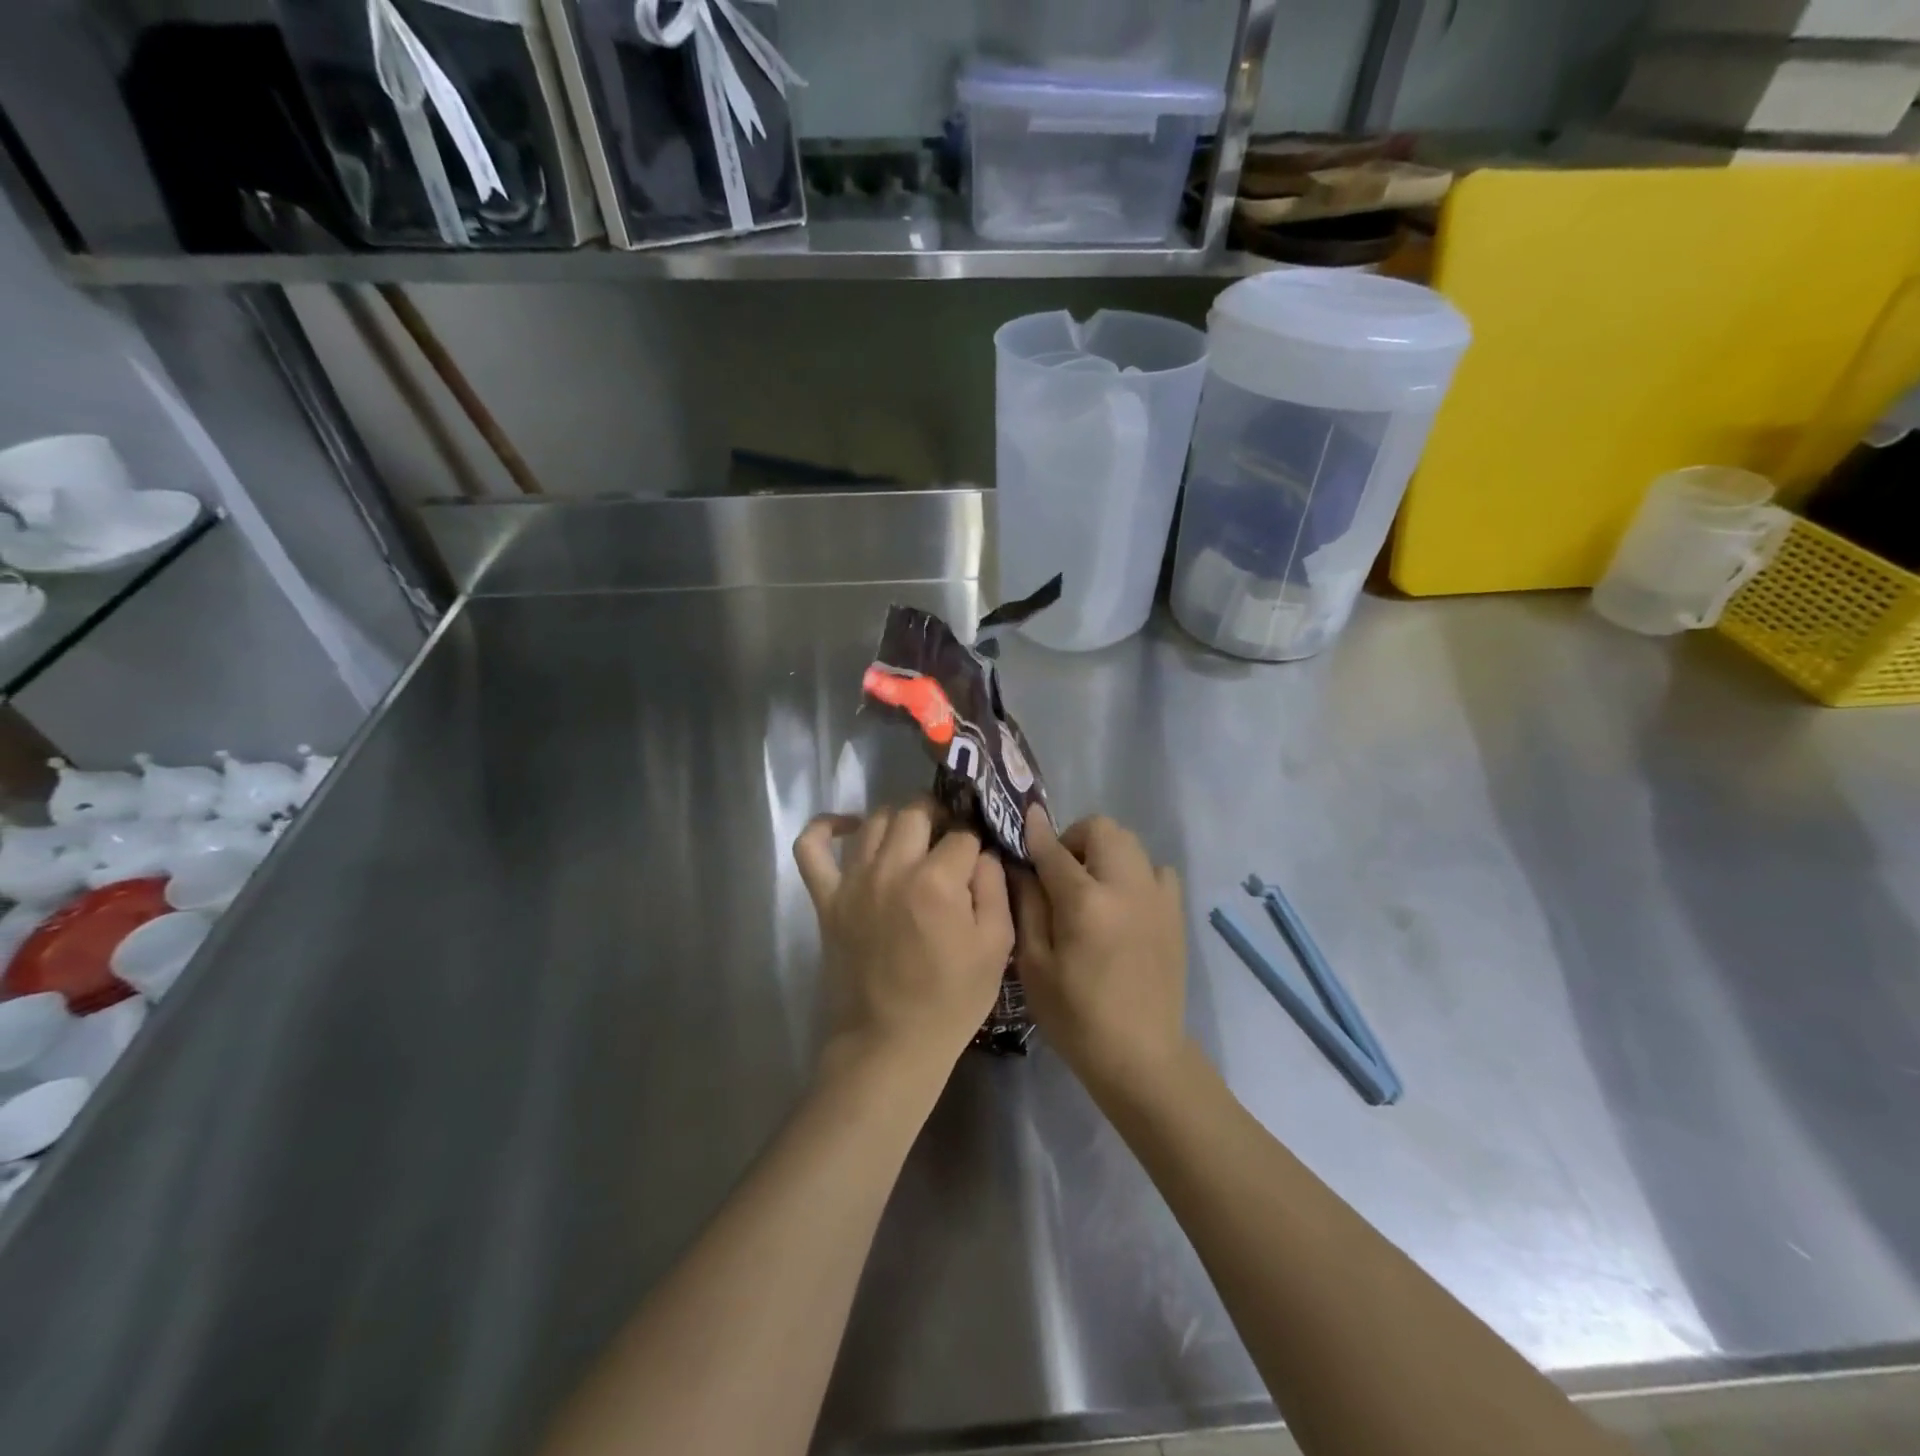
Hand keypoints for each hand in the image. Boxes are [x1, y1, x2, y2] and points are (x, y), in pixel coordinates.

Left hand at [793, 801, 1014, 1084]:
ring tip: (913, 840)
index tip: (979, 862)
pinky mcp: (826, 899)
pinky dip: (826, 827)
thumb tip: (982, 852)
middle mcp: (892, 869)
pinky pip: (811, 847)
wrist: (890, 1045)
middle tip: (949, 842)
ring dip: (899, 821)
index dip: (977, 843)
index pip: (963, 835)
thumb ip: (995, 887)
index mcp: (937, 882)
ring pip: (875, 820)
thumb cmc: (951, 1000)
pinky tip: (849, 826)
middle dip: (940, 818)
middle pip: (916, 812)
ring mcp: (853, 882)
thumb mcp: (997, 947)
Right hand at [1012, 807, 1188, 1090]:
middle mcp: (1126, 887)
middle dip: (1075, 838)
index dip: (1035, 832)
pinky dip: (1136, 872)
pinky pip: (1156, 870)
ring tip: (1092, 886)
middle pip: (1103, 829)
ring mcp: (1157, 898)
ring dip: (1106, 852)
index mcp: (1086, 903)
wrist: (1141, 1056)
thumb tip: (1021, 865)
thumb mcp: (1034, 965)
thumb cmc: (1076, 1016)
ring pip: (1131, 843)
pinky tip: (1123, 903)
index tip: (1025, 819)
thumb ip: (1027, 906)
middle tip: (1060, 870)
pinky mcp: (1175, 913)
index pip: (1055, 849)